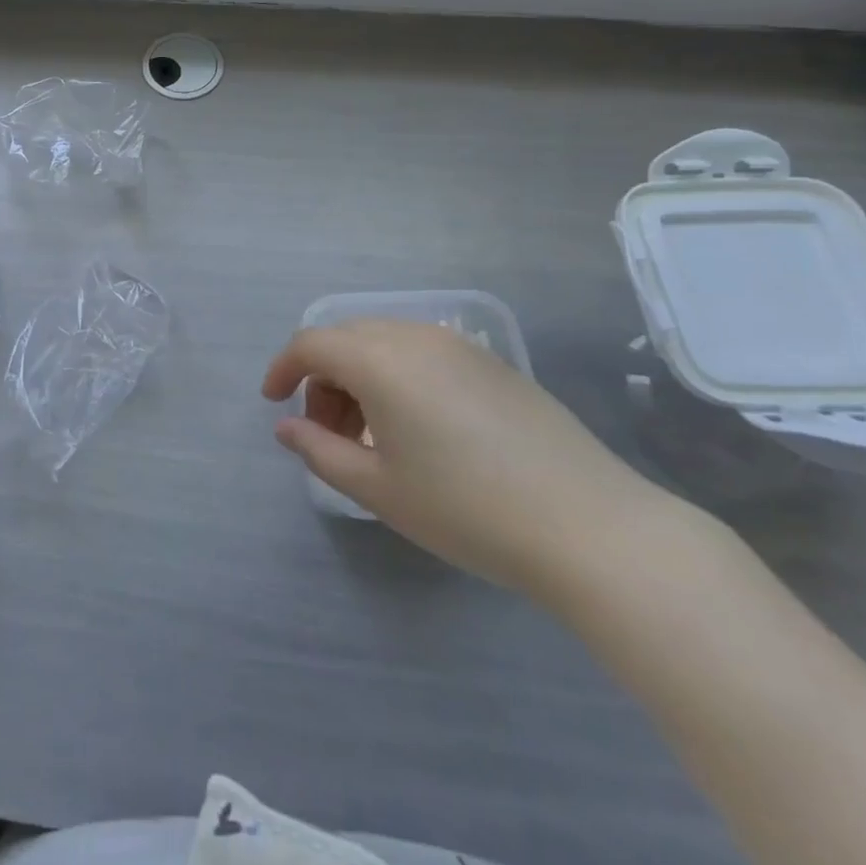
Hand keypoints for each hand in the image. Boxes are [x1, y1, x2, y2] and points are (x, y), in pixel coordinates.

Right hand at [262, 320, 683, 602]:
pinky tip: (419, 430)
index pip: (311, 343)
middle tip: (326, 432)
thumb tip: (287, 428)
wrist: (591, 527)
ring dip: (360, 378)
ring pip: (385, 343)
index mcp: (380, 359)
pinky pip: (423, 353)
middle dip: (322, 379)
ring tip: (372, 436)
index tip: (274, 405)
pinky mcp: (493, 364)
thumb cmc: (467, 509)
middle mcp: (415, 337)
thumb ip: (319, 451)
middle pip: (346, 339)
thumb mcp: (378, 488)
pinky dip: (398, 377)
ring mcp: (460, 346)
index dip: (283, 369)